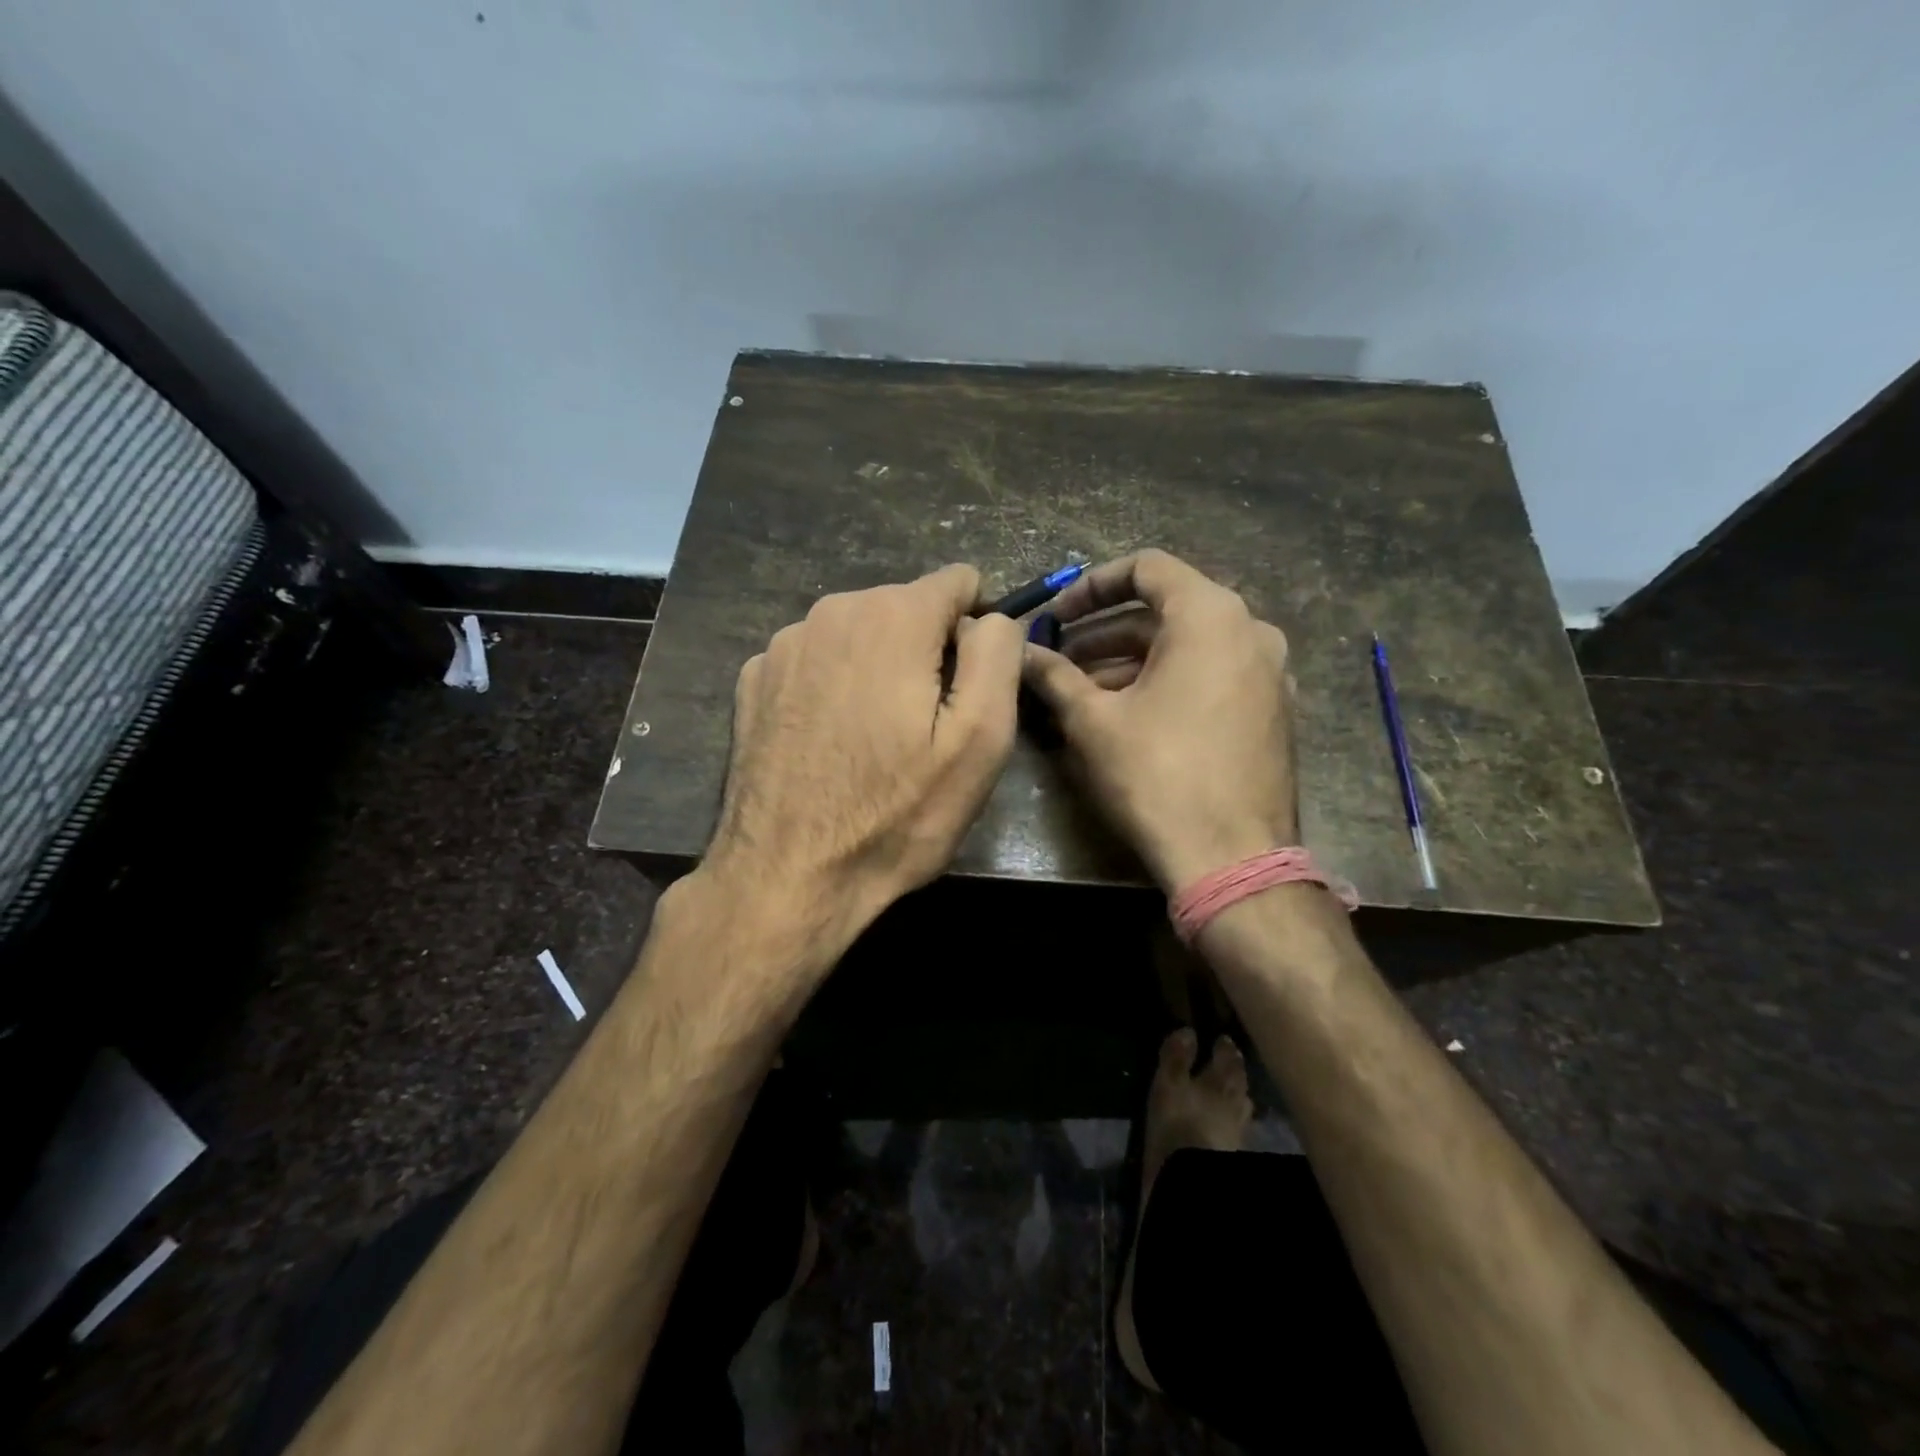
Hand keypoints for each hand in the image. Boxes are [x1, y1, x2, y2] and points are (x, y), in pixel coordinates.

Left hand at [702, 564, 1025, 959]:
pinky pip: (817, 660)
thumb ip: (998, 654)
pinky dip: (835, 685)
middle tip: (927, 725)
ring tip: (878, 739)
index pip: (958, 581)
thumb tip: (993, 618)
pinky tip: (831, 742)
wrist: (788, 876)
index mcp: (892, 618)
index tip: (974, 682)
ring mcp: (783, 645)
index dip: (979, 625)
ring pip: (860, 633)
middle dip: (928, 650)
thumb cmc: (896, 813)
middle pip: (906, 607)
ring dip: (880, 668)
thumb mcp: (981, 739)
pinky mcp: (753, 680)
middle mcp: (831, 612)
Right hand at [1021, 550, 1296, 893]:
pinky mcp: (1271, 711)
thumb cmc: (1157, 775)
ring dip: (1131, 661)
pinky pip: (1211, 676)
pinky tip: (1127, 715)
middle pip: (1166, 610)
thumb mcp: (1093, 720)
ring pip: (1188, 647)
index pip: (1146, 568)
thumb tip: (1020, 654)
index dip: (1091, 586)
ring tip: (1081, 691)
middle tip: (1059, 658)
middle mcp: (1250, 631)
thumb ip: (1054, 675)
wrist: (1233, 859)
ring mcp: (1268, 673)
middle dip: (1104, 632)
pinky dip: (1167, 681)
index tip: (1056, 616)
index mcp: (1210, 616)